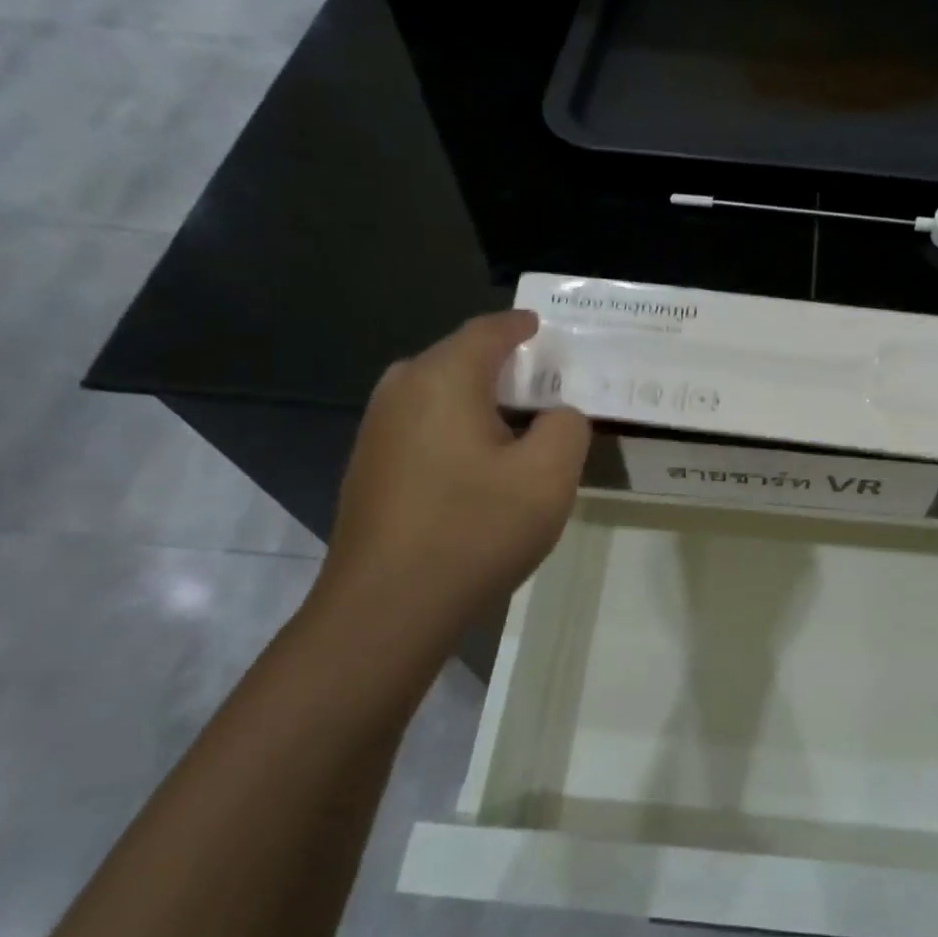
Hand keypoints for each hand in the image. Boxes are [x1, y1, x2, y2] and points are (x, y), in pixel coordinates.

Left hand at [309, 311, 590, 653]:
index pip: (490, 331)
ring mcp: (377, 430)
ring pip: (441, 396)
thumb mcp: (549, 476)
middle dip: (506, 367)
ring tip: (521, 428)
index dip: (522, 327)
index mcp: (443, 378)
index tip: (545, 329)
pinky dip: (459, 430)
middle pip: (462, 360)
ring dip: (483, 403)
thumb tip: (557, 416)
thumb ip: (568, 427)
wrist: (386, 609)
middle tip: (547, 387)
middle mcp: (401, 390)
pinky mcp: (369, 467)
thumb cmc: (474, 530)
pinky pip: (425, 427)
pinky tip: (481, 466)